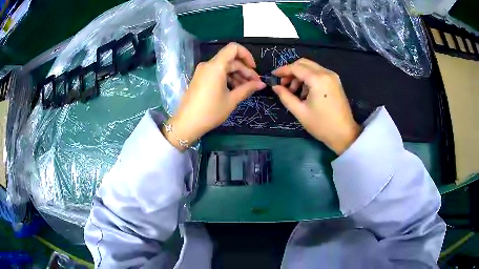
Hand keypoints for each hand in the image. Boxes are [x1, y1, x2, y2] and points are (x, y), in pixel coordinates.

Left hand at [164, 43, 265, 149]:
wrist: (187, 123)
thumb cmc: (210, 112)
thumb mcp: (232, 100)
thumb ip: (248, 88)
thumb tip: (261, 84)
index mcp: (216, 66)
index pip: (234, 48)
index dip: (247, 55)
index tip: (254, 69)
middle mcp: (208, 65)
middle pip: (231, 60)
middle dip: (245, 70)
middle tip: (255, 84)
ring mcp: (203, 71)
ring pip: (224, 67)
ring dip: (237, 75)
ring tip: (246, 89)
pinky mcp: (200, 78)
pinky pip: (217, 73)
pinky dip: (227, 78)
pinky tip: (235, 89)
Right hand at [272, 58, 360, 154]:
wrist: (344, 134)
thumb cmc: (322, 125)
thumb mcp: (300, 112)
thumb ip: (285, 96)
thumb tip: (275, 87)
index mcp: (317, 79)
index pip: (296, 67)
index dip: (282, 70)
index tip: (273, 75)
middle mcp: (326, 73)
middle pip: (303, 63)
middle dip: (291, 71)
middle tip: (283, 84)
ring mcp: (332, 76)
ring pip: (311, 67)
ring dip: (300, 75)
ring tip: (293, 91)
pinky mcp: (335, 81)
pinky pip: (318, 73)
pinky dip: (308, 78)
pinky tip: (305, 92)